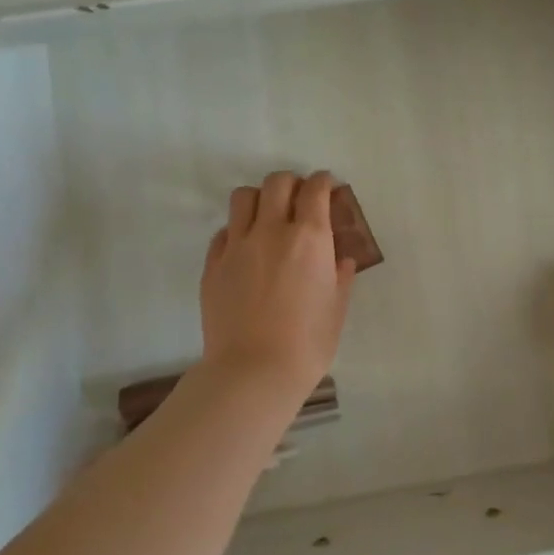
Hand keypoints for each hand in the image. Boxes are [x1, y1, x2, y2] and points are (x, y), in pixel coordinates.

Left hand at [200, 170, 355, 400]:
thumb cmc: (308, 343)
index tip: (328, 186)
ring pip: (244, 197)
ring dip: (260, 198)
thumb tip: (340, 260)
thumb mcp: (337, 308)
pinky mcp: (213, 265)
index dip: (323, 182)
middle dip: (292, 182)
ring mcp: (237, 246)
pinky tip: (246, 250)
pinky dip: (237, 231)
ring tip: (268, 216)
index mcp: (309, 238)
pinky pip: (224, 232)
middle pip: (277, 183)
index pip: (315, 189)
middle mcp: (272, 231)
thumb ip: (340, 277)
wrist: (253, 372)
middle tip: (299, 198)